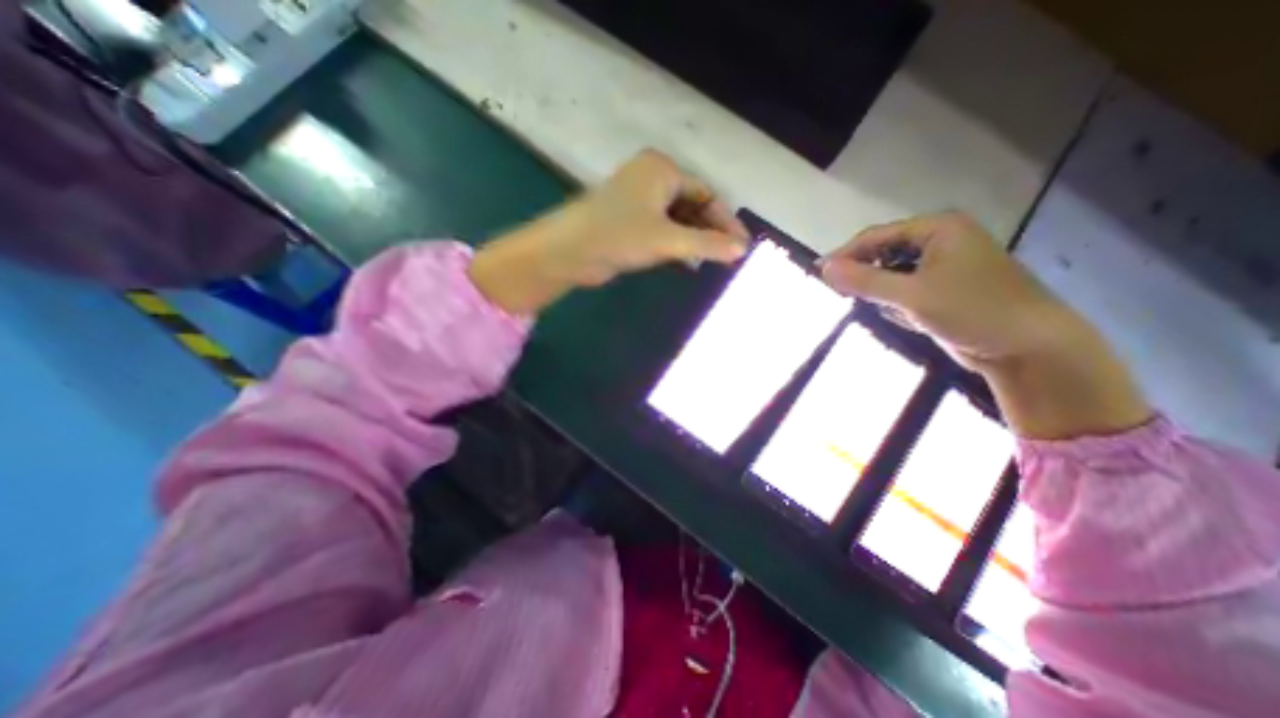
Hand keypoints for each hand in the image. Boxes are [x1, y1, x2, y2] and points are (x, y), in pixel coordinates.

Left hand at [470, 149, 751, 314]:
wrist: (569, 251)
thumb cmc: (619, 235)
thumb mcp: (668, 240)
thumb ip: (706, 244)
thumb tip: (742, 250)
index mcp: (662, 169)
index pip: (707, 193)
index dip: (726, 220)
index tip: (742, 246)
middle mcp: (652, 178)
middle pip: (693, 205)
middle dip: (710, 231)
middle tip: (728, 257)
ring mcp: (639, 200)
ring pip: (678, 219)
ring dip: (694, 240)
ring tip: (711, 262)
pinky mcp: (630, 221)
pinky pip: (663, 229)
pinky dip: (676, 245)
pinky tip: (688, 263)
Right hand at [820, 210, 1072, 371]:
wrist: (1029, 348)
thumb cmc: (973, 311)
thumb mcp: (911, 296)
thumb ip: (864, 281)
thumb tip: (823, 268)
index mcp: (938, 229)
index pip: (876, 236)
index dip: (845, 255)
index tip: (818, 274)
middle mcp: (940, 241)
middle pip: (884, 253)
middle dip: (864, 275)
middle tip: (842, 295)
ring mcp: (944, 266)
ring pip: (892, 274)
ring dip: (880, 292)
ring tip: (881, 310)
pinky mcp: (944, 289)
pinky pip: (905, 290)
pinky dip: (896, 303)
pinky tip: (905, 318)